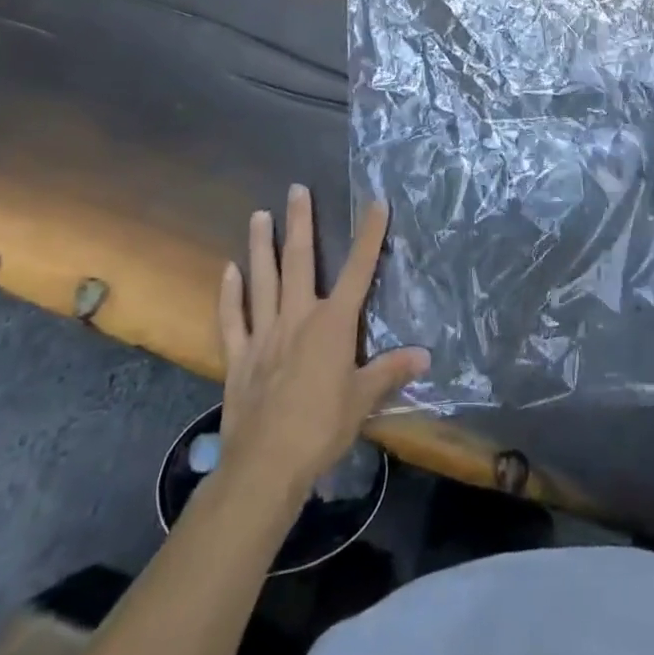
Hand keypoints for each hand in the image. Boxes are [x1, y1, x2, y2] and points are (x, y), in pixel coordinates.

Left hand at [216, 185, 428, 505]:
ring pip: (262, 280)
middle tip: (296, 189)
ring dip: (261, 246)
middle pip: (300, 261)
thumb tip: (425, 355)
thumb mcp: (364, 400)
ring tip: (259, 215)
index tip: (376, 203)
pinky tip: (228, 271)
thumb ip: (391, 371)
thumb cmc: (321, 428)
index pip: (359, 270)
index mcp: (332, 323)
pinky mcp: (238, 357)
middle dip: (300, 222)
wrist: (265, 466)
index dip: (370, 235)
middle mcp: (298, 317)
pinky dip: (229, 294)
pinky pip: (232, 319)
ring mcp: (264, 334)